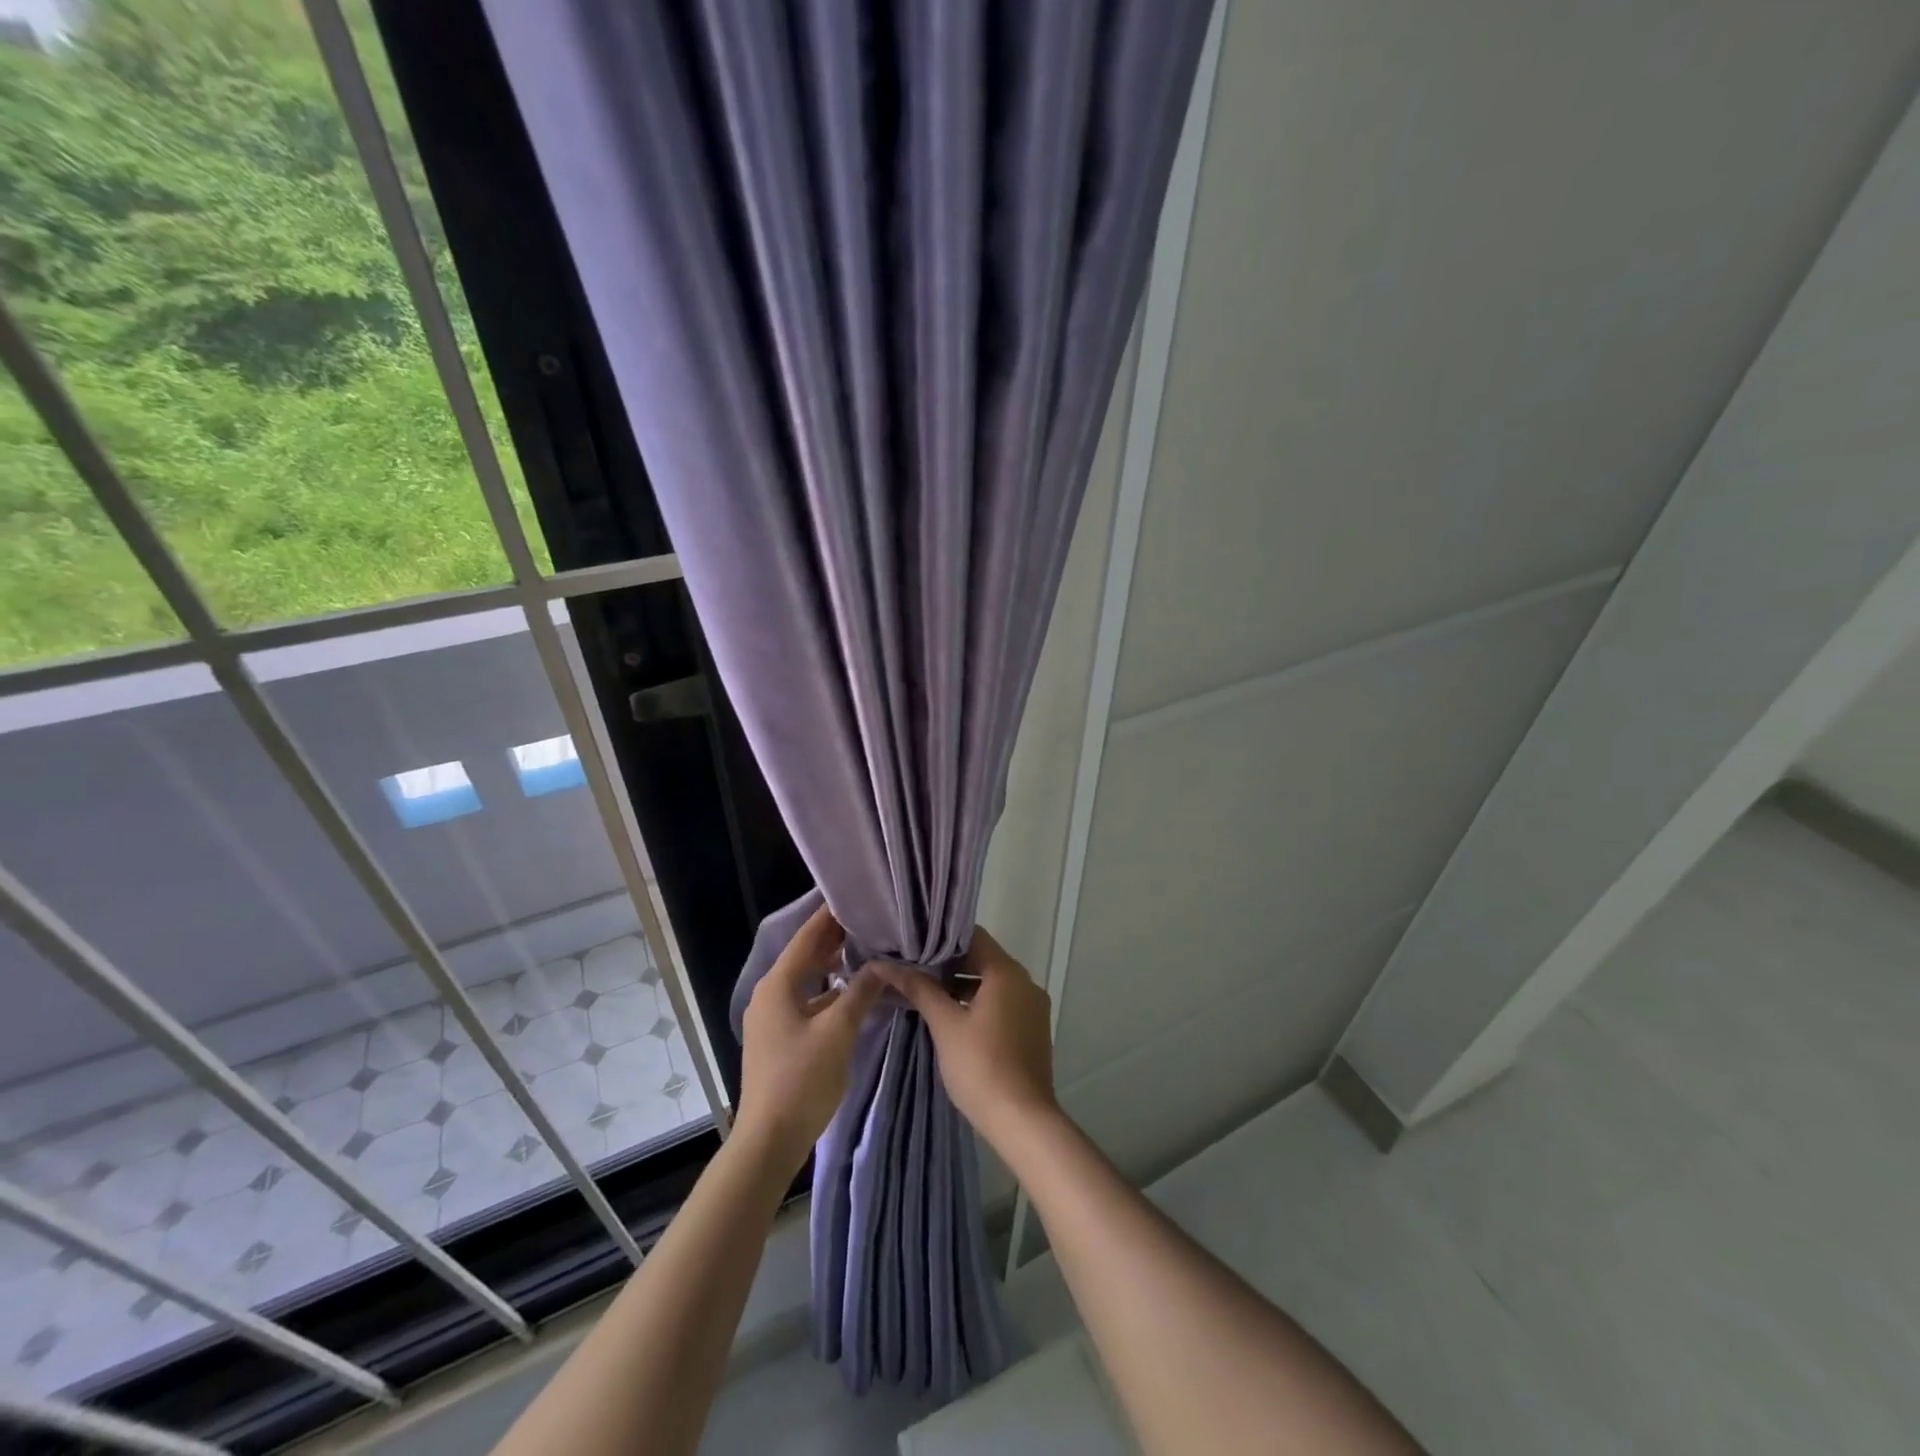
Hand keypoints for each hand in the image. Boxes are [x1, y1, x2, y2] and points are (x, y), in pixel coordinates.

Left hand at [736, 904, 882, 1172]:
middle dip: (836, 939)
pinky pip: (808, 1001)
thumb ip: (861, 992)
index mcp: (778, 984)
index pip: (807, 936)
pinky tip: (855, 993)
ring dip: (834, 966)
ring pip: (808, 980)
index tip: (857, 896)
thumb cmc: (802, 1079)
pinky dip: (830, 992)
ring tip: (869, 950)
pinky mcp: (781, 1038)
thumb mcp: (838, 1031)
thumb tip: (883, 964)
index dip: (830, 915)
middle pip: (806, 956)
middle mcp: (771, 994)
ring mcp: (773, 1017)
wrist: (770, 1141)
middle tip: (871, 920)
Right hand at [874, 927, 1057, 1148]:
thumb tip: (884, 963)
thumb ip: (919, 988)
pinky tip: (953, 1020)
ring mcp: (1033, 1007)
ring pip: (992, 983)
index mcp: (1007, 972)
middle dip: (949, 965)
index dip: (942, 939)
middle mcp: (1026, 982)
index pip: (973, 936)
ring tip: (927, 996)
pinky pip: (1002, 1003)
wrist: (1023, 1121)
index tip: (914, 946)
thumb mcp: (945, 1024)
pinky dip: (979, 1004)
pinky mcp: (1033, 1029)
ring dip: (962, 986)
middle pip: (983, 958)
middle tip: (914, 972)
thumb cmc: (981, 1066)